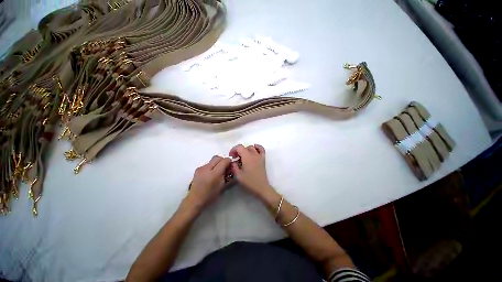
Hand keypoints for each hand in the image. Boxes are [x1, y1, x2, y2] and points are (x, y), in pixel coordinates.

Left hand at [185, 155, 230, 210]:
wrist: (195, 200)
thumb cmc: (210, 195)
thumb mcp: (222, 185)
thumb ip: (226, 174)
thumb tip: (229, 167)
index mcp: (214, 173)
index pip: (224, 160)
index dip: (229, 161)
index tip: (231, 165)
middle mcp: (207, 168)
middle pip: (217, 157)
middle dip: (223, 161)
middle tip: (226, 167)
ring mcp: (201, 168)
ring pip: (212, 160)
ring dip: (217, 163)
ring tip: (218, 171)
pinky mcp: (198, 169)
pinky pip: (208, 164)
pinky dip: (212, 166)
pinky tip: (211, 174)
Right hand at [229, 144, 274, 199]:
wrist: (261, 188)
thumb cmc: (249, 182)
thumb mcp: (238, 175)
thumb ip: (234, 166)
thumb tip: (233, 162)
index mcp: (247, 157)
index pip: (239, 147)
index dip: (233, 150)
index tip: (231, 156)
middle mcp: (253, 154)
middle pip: (245, 147)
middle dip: (238, 151)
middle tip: (235, 158)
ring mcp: (259, 156)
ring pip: (252, 147)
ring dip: (246, 150)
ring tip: (243, 156)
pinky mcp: (263, 159)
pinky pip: (261, 149)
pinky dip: (257, 147)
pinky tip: (254, 149)